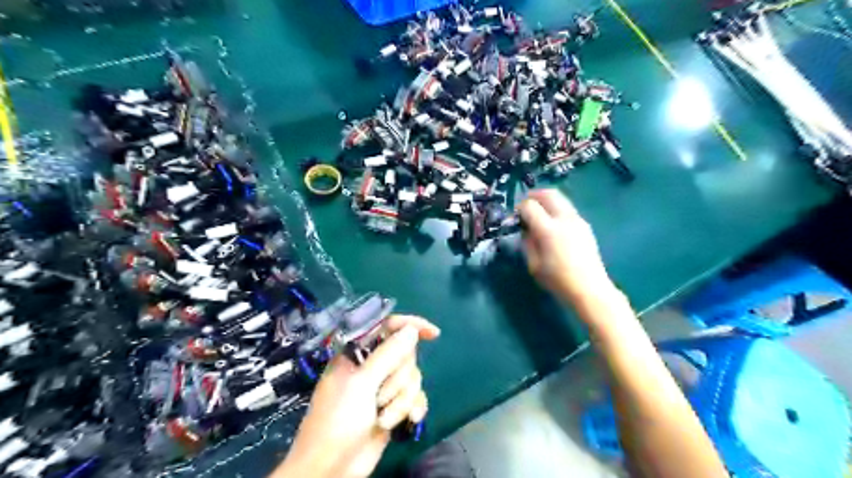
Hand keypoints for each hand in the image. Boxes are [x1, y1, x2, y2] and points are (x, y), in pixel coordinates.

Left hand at [272, 316, 442, 475]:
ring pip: (412, 377)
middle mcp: (372, 366)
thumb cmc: (337, 421)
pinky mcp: (393, 406)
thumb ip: (388, 354)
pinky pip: (415, 397)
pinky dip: (413, 408)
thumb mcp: (361, 384)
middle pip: (405, 354)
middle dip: (399, 377)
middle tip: (380, 395)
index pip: (387, 327)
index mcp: (357, 353)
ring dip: (401, 400)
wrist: (331, 469)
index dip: (410, 325)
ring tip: (383, 417)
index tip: (433, 333)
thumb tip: (411, 330)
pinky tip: (410, 422)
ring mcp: (383, 387)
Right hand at [520, 191, 619, 309]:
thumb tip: (525, 228)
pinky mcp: (585, 225)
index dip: (519, 208)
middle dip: (534, 196)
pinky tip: (553, 224)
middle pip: (548, 194)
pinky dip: (556, 208)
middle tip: (526, 206)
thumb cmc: (558, 280)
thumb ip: (527, 242)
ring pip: (561, 198)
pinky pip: (568, 208)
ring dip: (547, 201)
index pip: (530, 206)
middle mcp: (564, 219)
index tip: (516, 218)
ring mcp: (577, 220)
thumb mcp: (533, 264)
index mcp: (548, 230)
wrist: (589, 289)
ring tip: (539, 213)